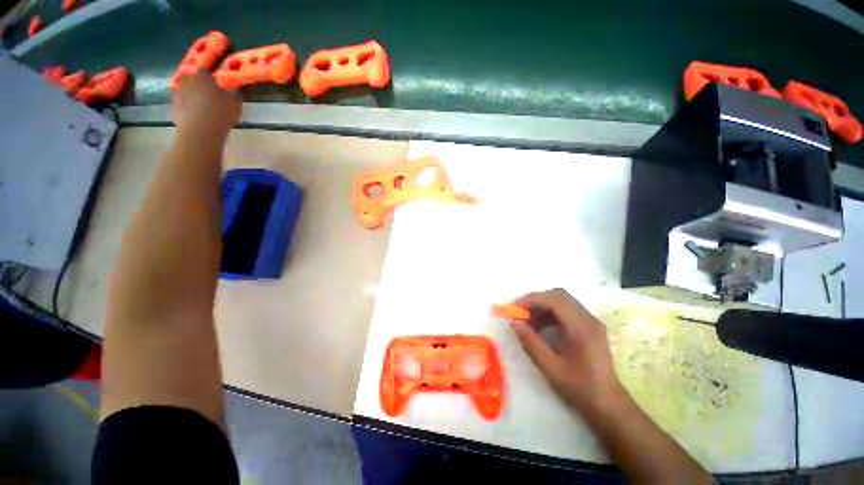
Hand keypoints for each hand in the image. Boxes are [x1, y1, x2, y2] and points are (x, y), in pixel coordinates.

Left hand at [172, 72, 241, 137]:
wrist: (200, 130)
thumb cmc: (220, 112)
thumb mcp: (235, 102)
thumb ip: (234, 92)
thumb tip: (233, 88)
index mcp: (203, 75)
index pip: (208, 72)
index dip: (214, 79)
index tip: (220, 86)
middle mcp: (188, 80)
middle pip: (196, 81)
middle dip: (203, 87)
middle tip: (212, 97)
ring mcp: (178, 93)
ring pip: (189, 92)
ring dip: (195, 98)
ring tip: (206, 109)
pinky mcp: (174, 106)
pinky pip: (184, 104)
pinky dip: (190, 108)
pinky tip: (199, 117)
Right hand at [511, 289, 623, 414]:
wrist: (608, 404)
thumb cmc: (580, 388)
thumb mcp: (550, 367)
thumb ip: (530, 342)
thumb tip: (514, 323)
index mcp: (582, 327)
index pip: (554, 300)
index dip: (532, 299)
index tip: (514, 307)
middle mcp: (588, 319)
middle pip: (559, 296)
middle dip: (536, 300)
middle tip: (520, 311)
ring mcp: (591, 322)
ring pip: (562, 301)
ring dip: (543, 306)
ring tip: (528, 320)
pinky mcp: (589, 327)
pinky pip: (567, 311)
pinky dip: (550, 313)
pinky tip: (540, 326)